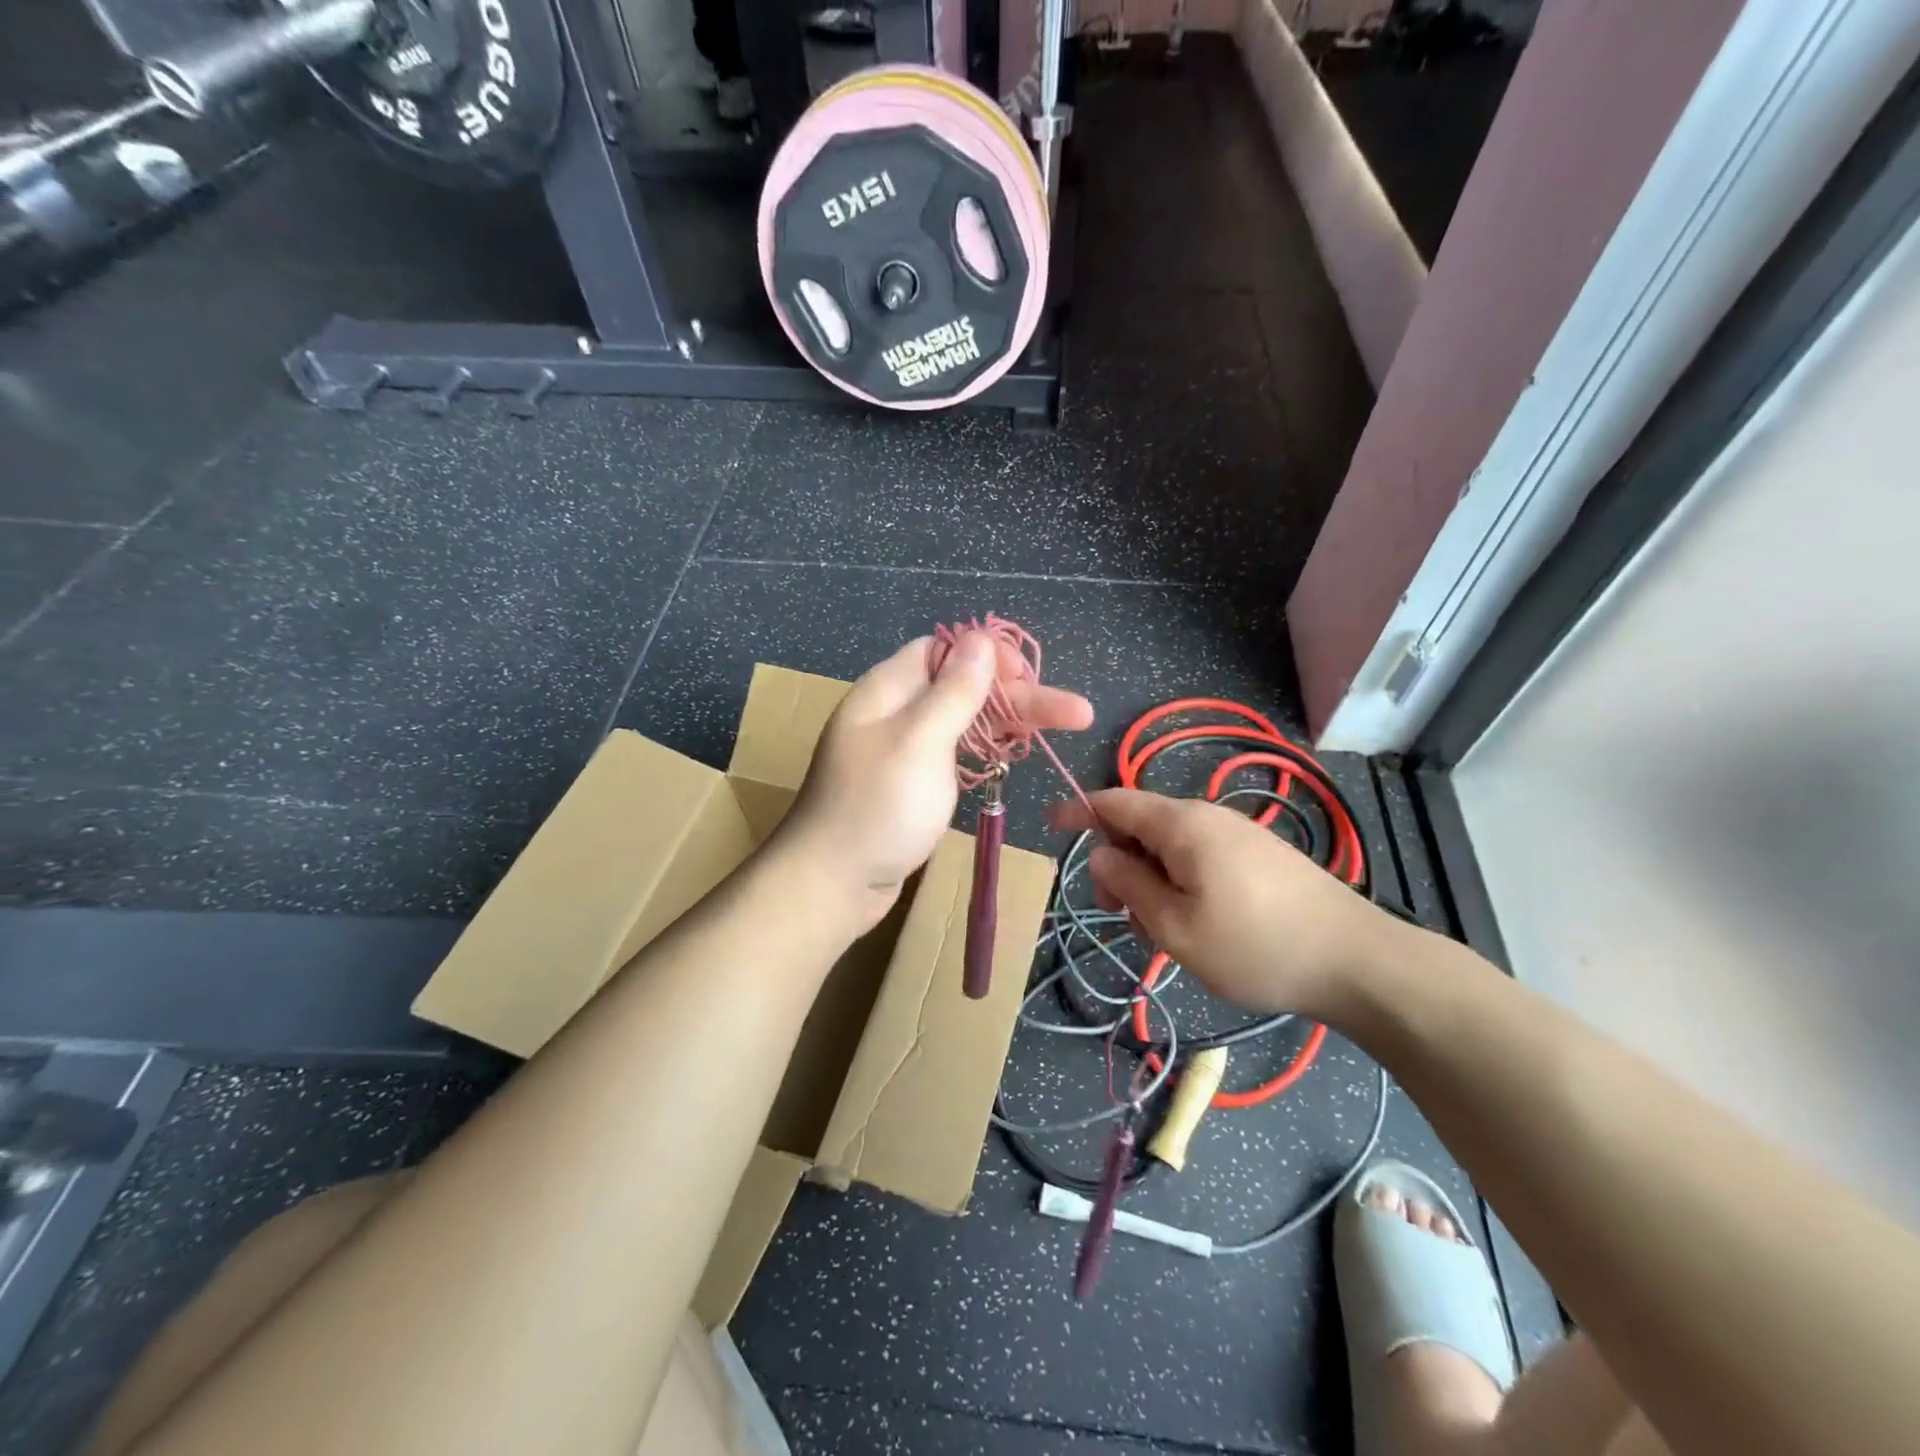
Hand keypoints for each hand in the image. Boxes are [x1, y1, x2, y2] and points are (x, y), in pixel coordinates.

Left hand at [779, 633, 1093, 927]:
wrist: (832, 883)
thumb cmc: (878, 808)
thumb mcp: (920, 741)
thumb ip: (953, 690)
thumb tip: (980, 639)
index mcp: (888, 690)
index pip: (943, 651)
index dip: (988, 657)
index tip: (1028, 679)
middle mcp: (895, 713)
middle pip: (963, 687)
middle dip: (1019, 696)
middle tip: (1077, 714)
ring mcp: (902, 751)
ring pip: (962, 722)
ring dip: (1008, 722)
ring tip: (1062, 727)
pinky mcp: (911, 786)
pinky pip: (953, 754)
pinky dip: (985, 751)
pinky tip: (1011, 756)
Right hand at [1051, 788, 1405, 1018]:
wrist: (1356, 961)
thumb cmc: (1254, 945)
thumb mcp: (1174, 926)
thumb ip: (1129, 885)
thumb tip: (1102, 855)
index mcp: (1181, 823)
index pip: (1114, 801)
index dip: (1078, 810)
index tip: (1051, 826)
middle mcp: (1207, 816)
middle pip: (1141, 824)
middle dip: (1117, 862)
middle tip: (1116, 913)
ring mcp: (1237, 834)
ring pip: (1170, 846)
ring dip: (1148, 879)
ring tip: (1158, 930)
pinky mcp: (1258, 855)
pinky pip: (1199, 857)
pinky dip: (1178, 882)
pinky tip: (1192, 923)